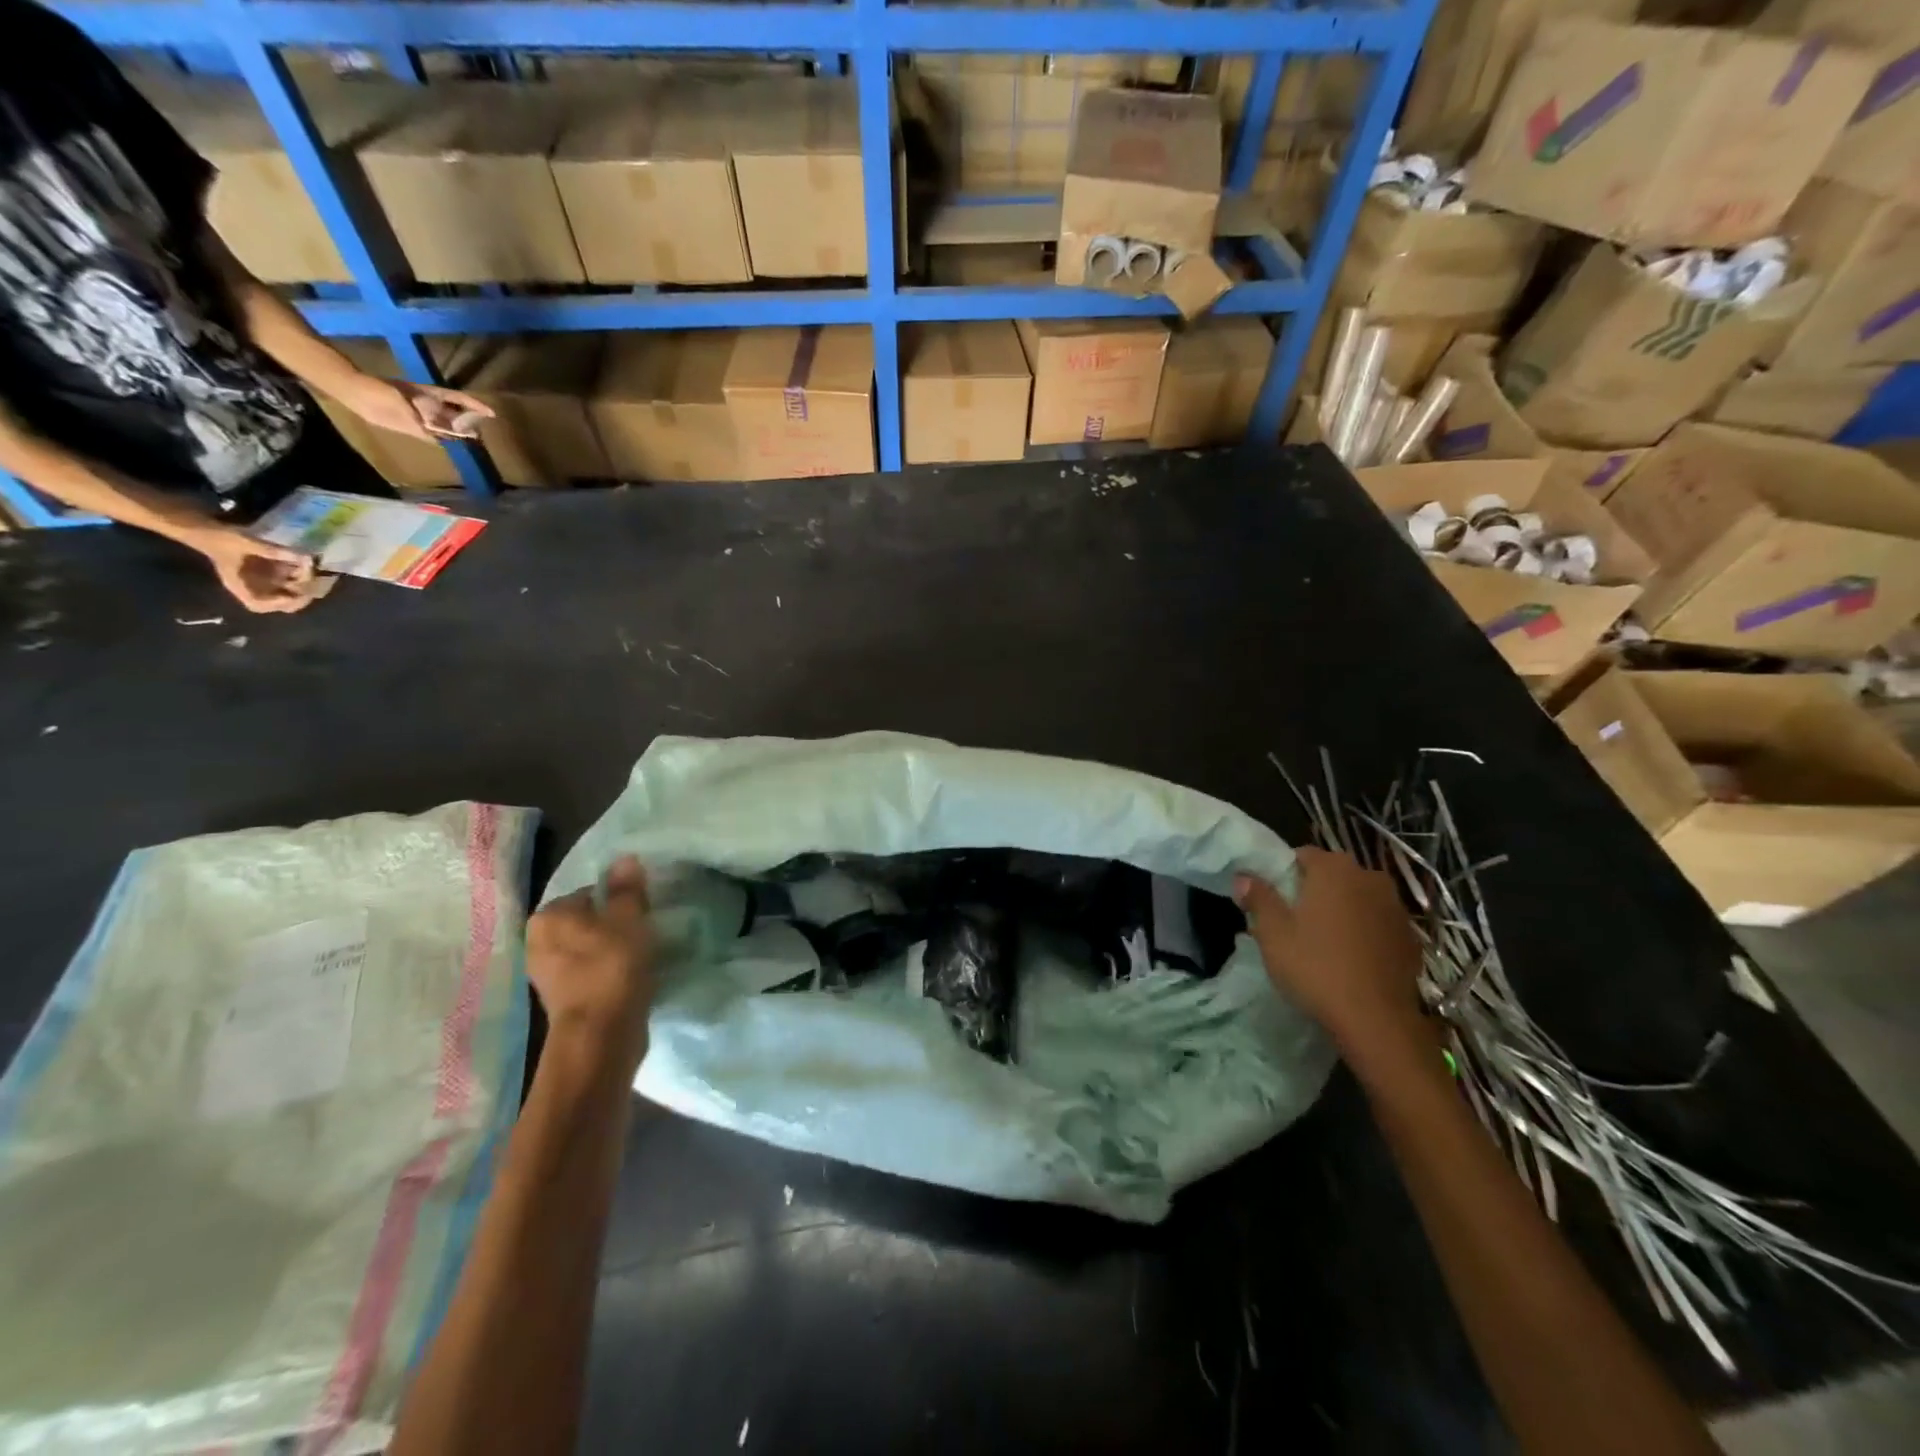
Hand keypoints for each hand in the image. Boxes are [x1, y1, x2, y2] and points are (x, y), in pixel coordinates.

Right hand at [190, 524, 315, 612]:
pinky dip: (301, 573)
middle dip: (300, 594)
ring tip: (309, 567)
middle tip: (311, 580)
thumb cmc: (220, 538)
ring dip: (304, 583)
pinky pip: (291, 579)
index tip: (293, 594)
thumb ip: (271, 551)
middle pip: (281, 602)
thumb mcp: (243, 542)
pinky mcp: (271, 573)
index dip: (277, 603)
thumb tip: (303, 557)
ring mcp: (264, 581)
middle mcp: (254, 587)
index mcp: (239, 585)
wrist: (208, 529)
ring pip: (291, 591)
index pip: (258, 604)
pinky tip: (307, 562)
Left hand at [336, 373, 492, 441]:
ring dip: (458, 433)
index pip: (458, 400)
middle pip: (455, 414)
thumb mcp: (402, 403)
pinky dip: (442, 440)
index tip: (492, 414)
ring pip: (446, 426)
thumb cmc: (378, 393)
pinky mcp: (412, 426)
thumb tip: (445, 432)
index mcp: (430, 397)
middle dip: (470, 422)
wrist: (354, 393)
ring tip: (472, 440)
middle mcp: (429, 407)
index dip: (475, 406)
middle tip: (483, 433)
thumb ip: (424, 420)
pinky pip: (432, 435)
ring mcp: (421, 416)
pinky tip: (450, 445)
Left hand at [526, 856, 657, 1071]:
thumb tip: (624, 859)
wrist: (600, 1035)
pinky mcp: (560, 999)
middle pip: (585, 921)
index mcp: (548, 917)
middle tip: (642, 931)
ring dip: (608, 949)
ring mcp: (545, 974)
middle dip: (611, 925)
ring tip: (638, 955)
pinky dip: (605, 971)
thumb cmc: (612, 967)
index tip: (641, 912)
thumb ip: (627, 889)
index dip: (618, 899)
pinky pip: (587, 972)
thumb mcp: (629, 919)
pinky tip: (627, 977)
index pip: (588, 892)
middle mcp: (537, 942)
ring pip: (586, 948)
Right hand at [1235, 848, 1427, 1058]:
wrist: (1376, 1020)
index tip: (1274, 901)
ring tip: (1324, 941)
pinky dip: (1365, 931)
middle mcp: (1369, 877)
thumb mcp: (1273, 933)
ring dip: (1342, 910)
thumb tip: (1244, 876)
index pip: (1302, 854)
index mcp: (1334, 869)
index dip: (1284, 874)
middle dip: (1314, 890)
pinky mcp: (1411, 937)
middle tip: (1295, 922)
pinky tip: (1352, 958)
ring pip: (1358, 898)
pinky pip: (1378, 923)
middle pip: (1333, 874)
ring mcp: (1395, 907)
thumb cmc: (1316, 967)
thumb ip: (1258, 898)